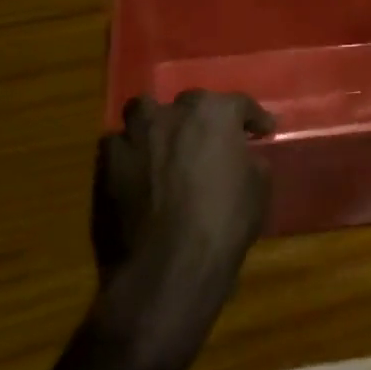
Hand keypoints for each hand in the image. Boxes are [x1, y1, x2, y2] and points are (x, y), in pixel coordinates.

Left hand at [91, 91, 274, 369]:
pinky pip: (119, 145)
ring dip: (156, 124)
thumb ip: (249, 161)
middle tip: (211, 141)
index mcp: (214, 113)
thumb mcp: (258, 190)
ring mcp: (135, 135)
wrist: (168, 265)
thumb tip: (244, 156)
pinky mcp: (107, 162)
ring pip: (144, 112)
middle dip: (202, 119)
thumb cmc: (223, 224)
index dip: (253, 118)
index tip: (263, 131)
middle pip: (190, 103)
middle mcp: (172, 112)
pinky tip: (138, 171)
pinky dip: (130, 153)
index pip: (239, 104)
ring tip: (165, 144)